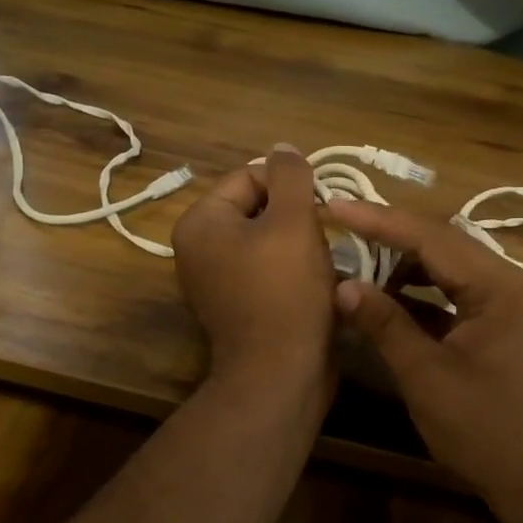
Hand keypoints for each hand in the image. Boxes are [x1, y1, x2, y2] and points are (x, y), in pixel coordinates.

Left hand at [171, 145, 335, 384]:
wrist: (280, 374)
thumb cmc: (285, 292)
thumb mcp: (293, 222)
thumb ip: (290, 176)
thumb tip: (284, 148)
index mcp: (201, 222)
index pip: (250, 177)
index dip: (290, 186)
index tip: (320, 208)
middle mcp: (198, 249)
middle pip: (257, 209)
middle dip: (295, 217)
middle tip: (324, 236)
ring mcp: (215, 281)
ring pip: (267, 241)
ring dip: (299, 245)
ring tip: (323, 262)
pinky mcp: (237, 306)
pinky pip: (267, 271)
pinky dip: (292, 271)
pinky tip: (316, 283)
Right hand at [326, 201, 522, 522]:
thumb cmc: (487, 429)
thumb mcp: (427, 376)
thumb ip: (385, 324)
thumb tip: (343, 286)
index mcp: (500, 287)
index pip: (431, 238)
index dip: (379, 221)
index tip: (335, 206)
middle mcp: (511, 284)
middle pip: (443, 246)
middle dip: (391, 239)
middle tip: (342, 231)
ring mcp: (510, 306)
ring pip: (450, 271)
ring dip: (406, 270)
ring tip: (360, 271)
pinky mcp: (503, 328)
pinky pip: (458, 297)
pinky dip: (423, 298)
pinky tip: (390, 305)